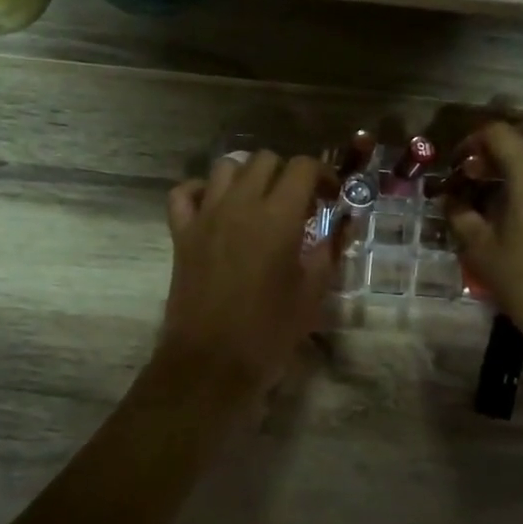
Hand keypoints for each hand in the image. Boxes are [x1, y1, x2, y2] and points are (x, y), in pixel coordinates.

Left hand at [160, 151, 338, 396]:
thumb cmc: (269, 332)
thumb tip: (341, 224)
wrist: (210, 363)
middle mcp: (240, 205)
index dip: (322, 173)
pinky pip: (184, 193)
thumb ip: (328, 251)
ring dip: (246, 175)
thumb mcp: (312, 293)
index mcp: (278, 218)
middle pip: (264, 160)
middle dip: (286, 173)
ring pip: (225, 167)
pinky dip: (200, 190)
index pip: (303, 167)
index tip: (329, 195)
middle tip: (298, 201)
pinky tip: (214, 206)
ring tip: (258, 200)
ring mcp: (205, 216)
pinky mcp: (181, 233)